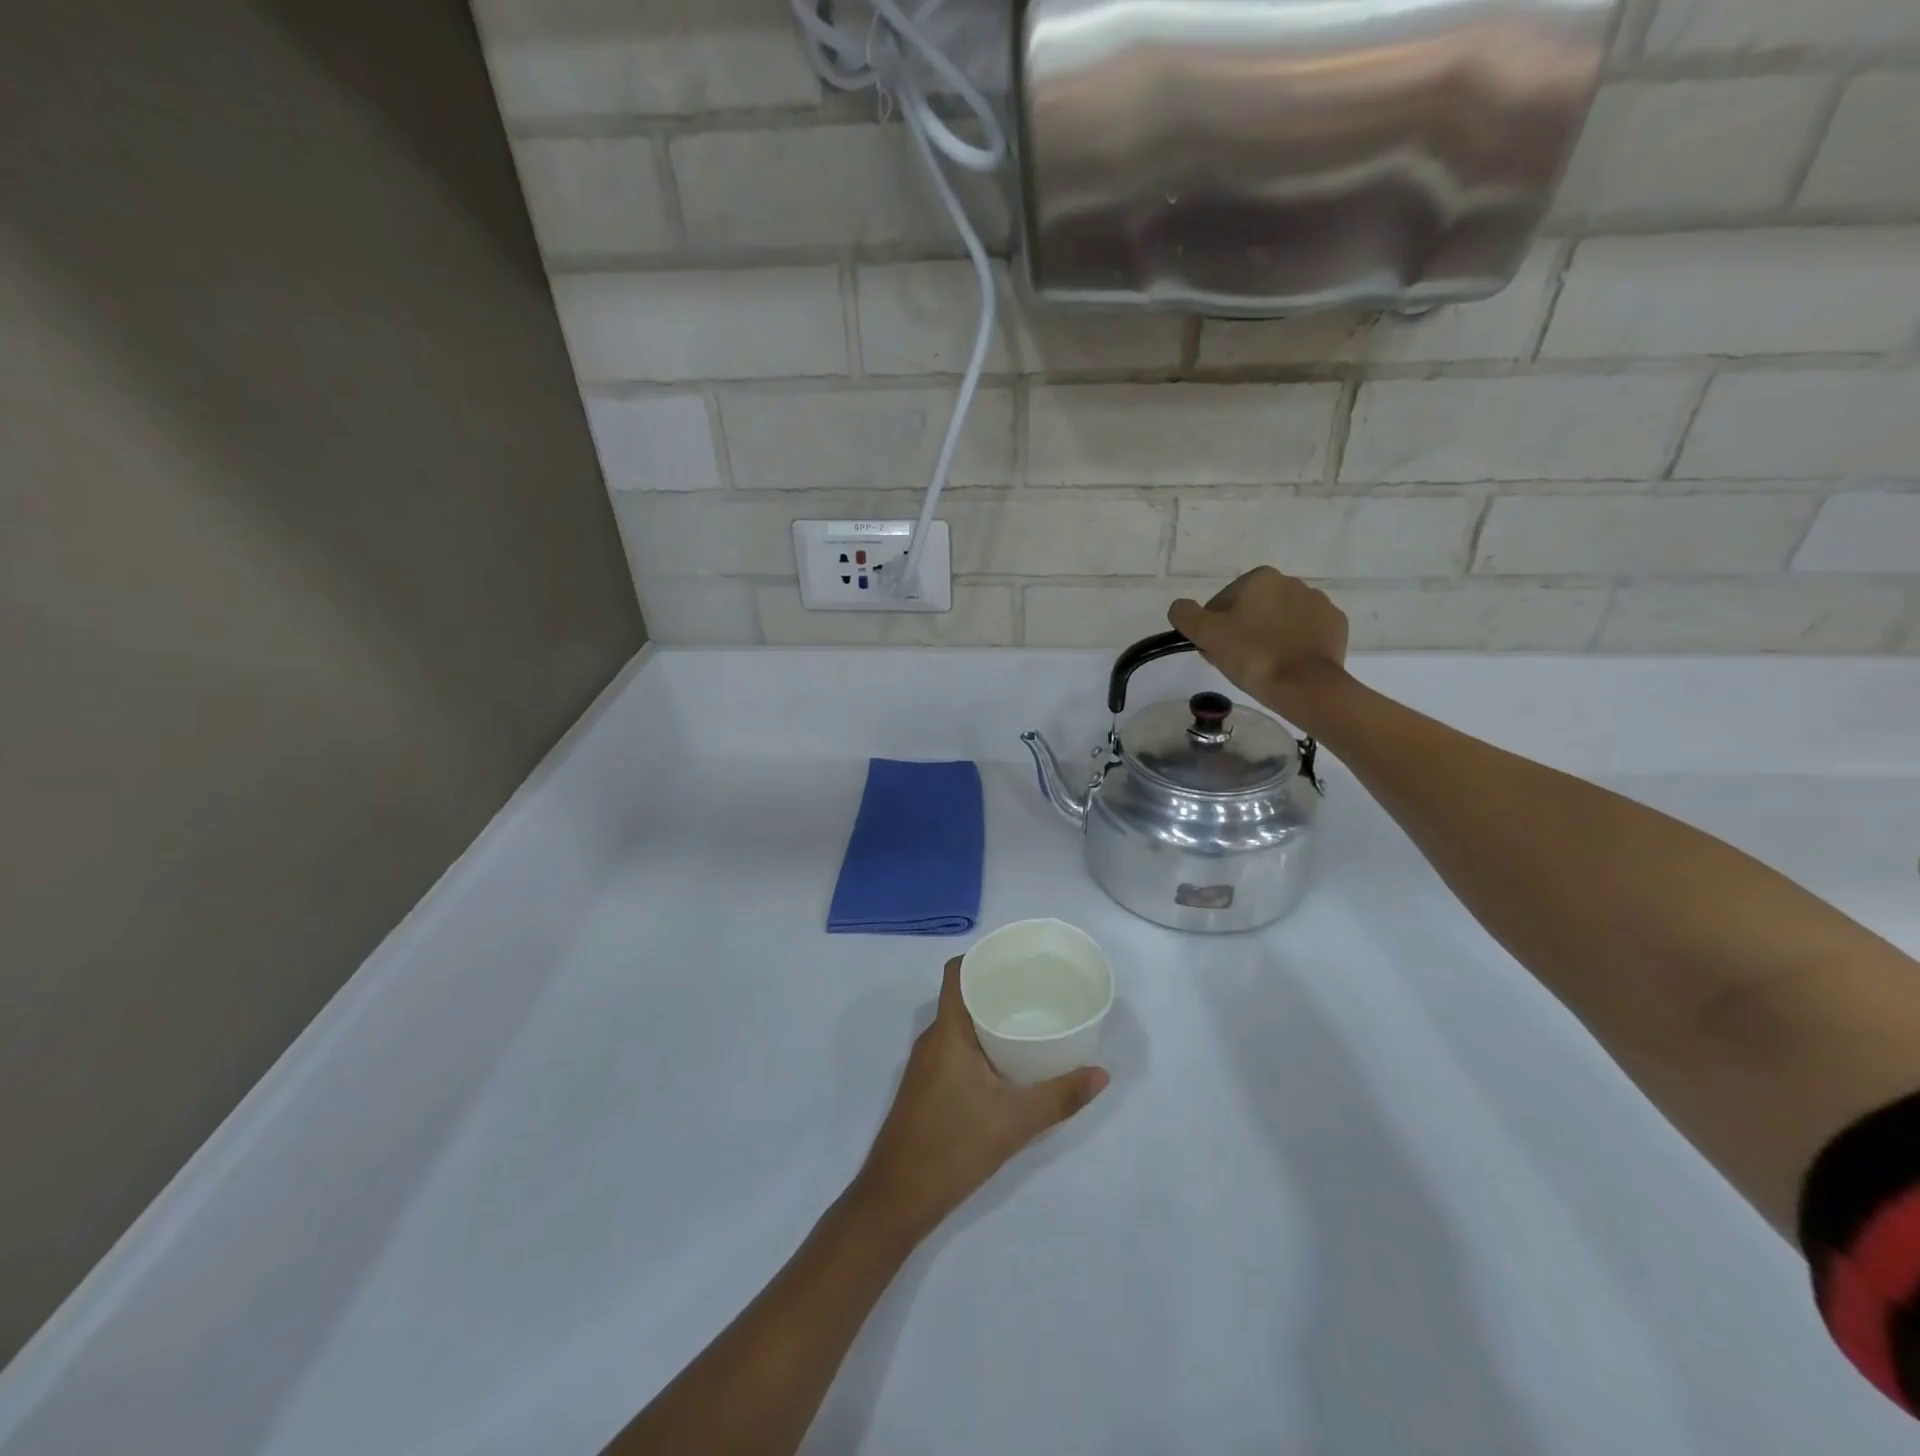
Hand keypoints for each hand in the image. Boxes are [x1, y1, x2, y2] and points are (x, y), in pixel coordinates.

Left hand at [854, 958, 1108, 1245]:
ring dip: (988, 1017)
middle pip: (961, 995)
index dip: (982, 957)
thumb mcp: (1014, 1122)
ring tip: (1028, 1020)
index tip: (1016, 958)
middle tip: (1036, 989)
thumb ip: (1060, 1097)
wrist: (897, 1198)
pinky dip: (979, 1043)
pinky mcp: (926, 1087)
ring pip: (958, 1024)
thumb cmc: (952, 1146)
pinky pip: (954, 1047)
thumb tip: (1102, 1074)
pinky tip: (1005, 1062)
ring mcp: (925, 1065)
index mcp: (947, 1031)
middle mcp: (932, 1039)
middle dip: (996, 987)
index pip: (956, 972)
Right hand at [1169, 567, 1349, 720]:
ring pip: (1280, 620)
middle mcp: (1292, 582)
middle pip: (1253, 608)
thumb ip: (1186, 614)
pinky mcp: (1335, 625)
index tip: (1215, 650)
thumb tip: (1180, 607)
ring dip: (1268, 636)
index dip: (1214, 627)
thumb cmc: (1252, 656)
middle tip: (1236, 660)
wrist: (1305, 685)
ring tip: (1263, 665)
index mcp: (1260, 578)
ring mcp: (1318, 603)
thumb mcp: (1206, 635)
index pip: (1223, 602)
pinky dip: (1294, 644)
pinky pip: (1305, 632)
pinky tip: (1287, 664)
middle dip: (1242, 630)